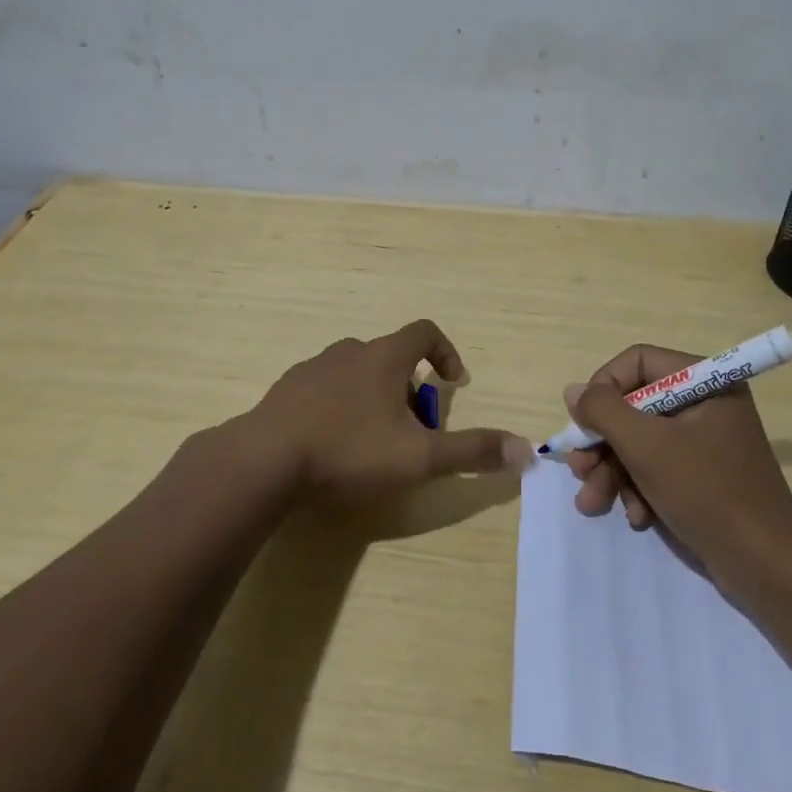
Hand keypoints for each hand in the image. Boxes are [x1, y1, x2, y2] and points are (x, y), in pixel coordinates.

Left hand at [245, 319, 533, 501]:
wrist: (264, 461)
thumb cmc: (349, 451)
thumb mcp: (420, 457)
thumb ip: (472, 452)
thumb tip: (527, 451)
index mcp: (384, 357)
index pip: (425, 331)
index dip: (446, 351)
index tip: (452, 383)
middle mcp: (349, 351)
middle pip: (391, 356)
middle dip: (410, 388)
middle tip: (412, 430)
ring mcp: (313, 368)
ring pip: (356, 372)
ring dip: (374, 397)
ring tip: (373, 441)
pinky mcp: (286, 390)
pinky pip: (324, 388)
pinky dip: (339, 406)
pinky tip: (332, 444)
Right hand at [564, 344, 791, 579]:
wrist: (767, 566)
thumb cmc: (707, 493)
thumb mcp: (647, 447)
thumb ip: (604, 412)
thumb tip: (574, 391)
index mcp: (704, 381)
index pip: (637, 362)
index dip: (604, 388)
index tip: (584, 423)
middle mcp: (704, 403)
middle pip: (634, 405)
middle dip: (603, 443)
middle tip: (580, 471)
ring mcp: (704, 441)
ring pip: (640, 441)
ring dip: (613, 472)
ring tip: (593, 504)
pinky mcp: (702, 475)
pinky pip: (657, 467)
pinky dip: (639, 489)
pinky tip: (637, 517)